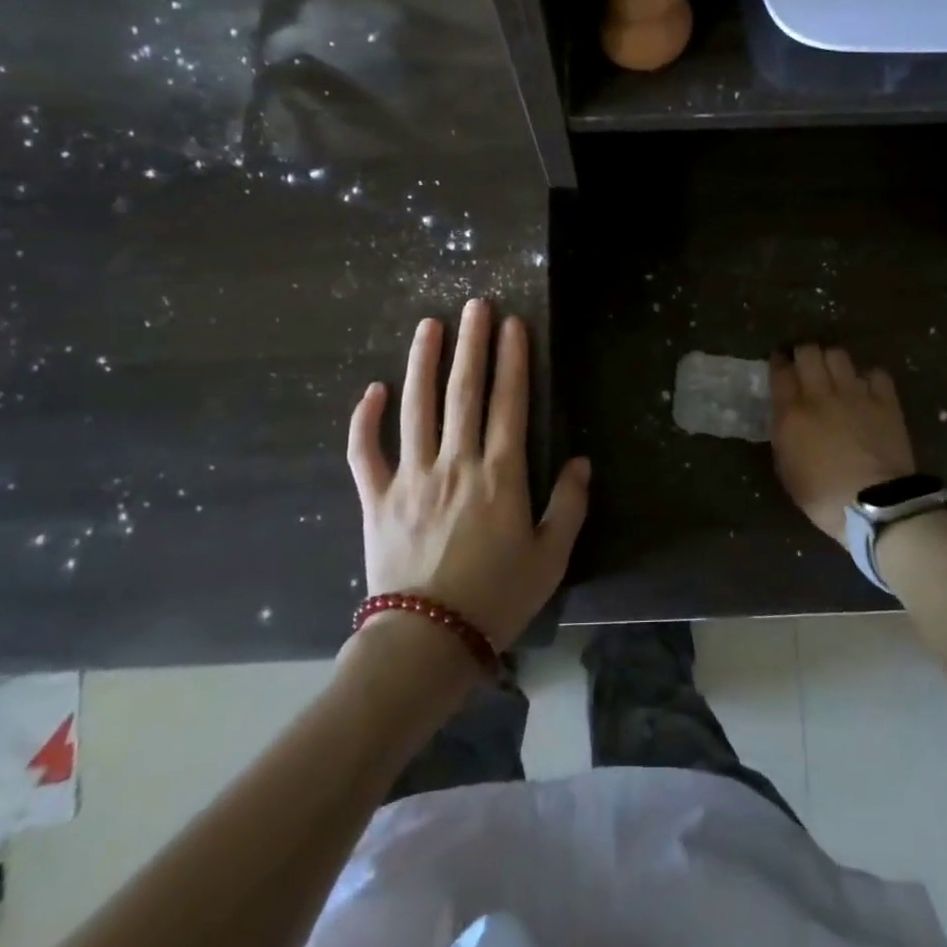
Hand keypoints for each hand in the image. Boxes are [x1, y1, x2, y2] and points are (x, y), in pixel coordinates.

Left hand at [347, 299, 589, 649]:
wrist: (427, 642)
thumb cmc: (497, 599)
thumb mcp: (551, 557)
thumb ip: (568, 505)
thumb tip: (580, 461)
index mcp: (500, 475)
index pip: (509, 403)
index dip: (512, 360)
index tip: (512, 324)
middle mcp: (455, 463)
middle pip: (464, 392)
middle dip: (471, 344)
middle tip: (475, 304)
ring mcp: (411, 477)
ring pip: (416, 407)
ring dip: (423, 362)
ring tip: (429, 325)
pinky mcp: (377, 497)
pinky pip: (366, 451)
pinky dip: (365, 419)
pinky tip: (373, 389)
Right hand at [769, 344, 915, 541]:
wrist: (876, 506)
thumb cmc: (823, 497)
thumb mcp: (787, 471)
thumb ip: (784, 437)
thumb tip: (785, 419)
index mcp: (792, 413)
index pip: (780, 371)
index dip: (778, 361)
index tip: (778, 361)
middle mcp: (821, 394)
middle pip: (809, 352)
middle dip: (803, 353)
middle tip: (804, 363)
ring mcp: (855, 394)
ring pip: (838, 355)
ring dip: (832, 359)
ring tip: (833, 371)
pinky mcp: (885, 401)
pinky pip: (875, 373)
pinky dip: (868, 377)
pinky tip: (866, 388)